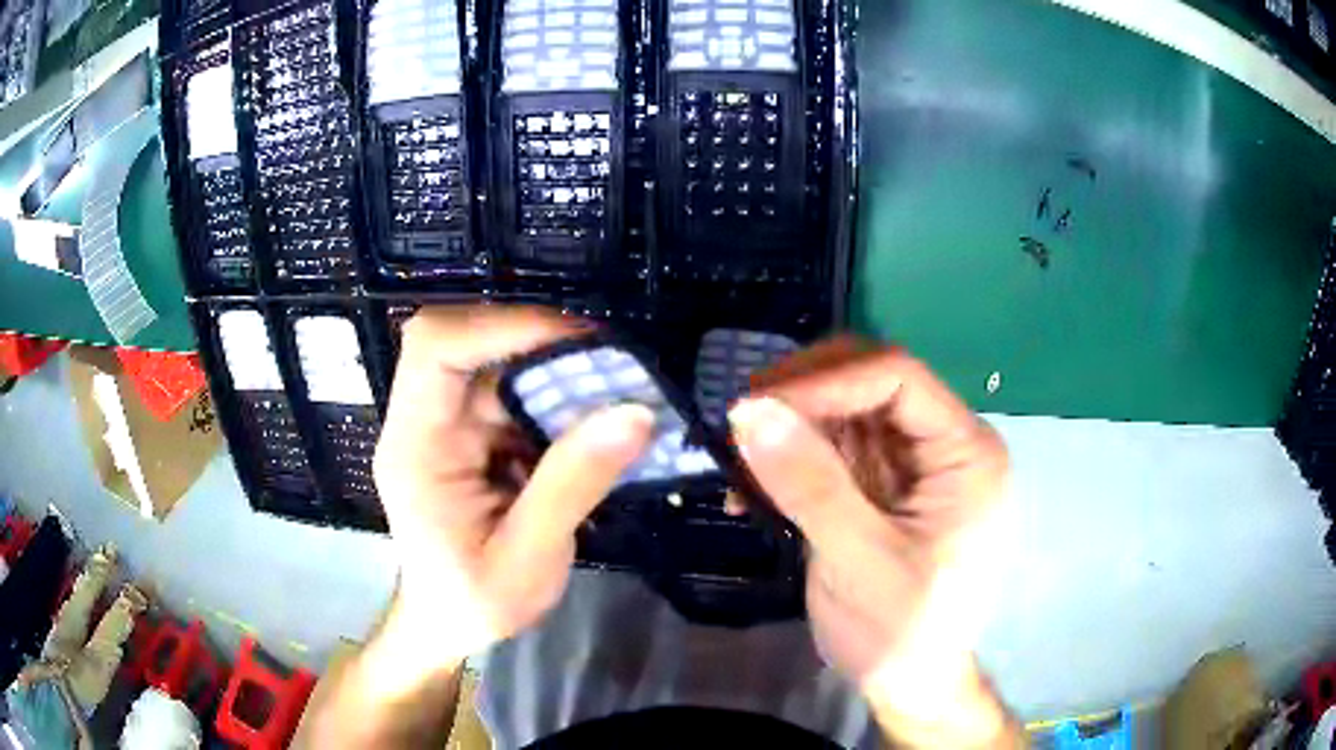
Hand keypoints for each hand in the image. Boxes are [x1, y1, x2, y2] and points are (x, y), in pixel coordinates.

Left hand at [373, 307, 653, 669]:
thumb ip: (572, 487)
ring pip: (499, 363)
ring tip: (616, 393)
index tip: (578, 340)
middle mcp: (424, 421)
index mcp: (415, 447)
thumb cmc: (474, 602)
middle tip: (612, 365)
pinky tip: (594, 424)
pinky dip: (558, 398)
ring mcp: (447, 425)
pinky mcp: (471, 434)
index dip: (501, 325)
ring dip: (557, 372)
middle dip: (541, 343)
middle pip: (469, 341)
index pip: (435, 348)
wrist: (447, 623)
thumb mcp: (528, 561)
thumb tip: (634, 413)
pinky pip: (515, 393)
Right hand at [729, 339, 1014, 746]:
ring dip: (786, 427)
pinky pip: (829, 448)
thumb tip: (749, 410)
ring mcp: (910, 463)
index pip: (897, 377)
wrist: (909, 682)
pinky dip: (787, 459)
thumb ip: (810, 485)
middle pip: (869, 382)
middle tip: (738, 421)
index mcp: (965, 452)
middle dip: (801, 395)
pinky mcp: (878, 485)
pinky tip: (749, 490)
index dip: (825, 379)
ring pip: (842, 410)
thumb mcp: (859, 561)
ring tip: (736, 461)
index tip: (755, 405)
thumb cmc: (903, 631)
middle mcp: (942, 443)